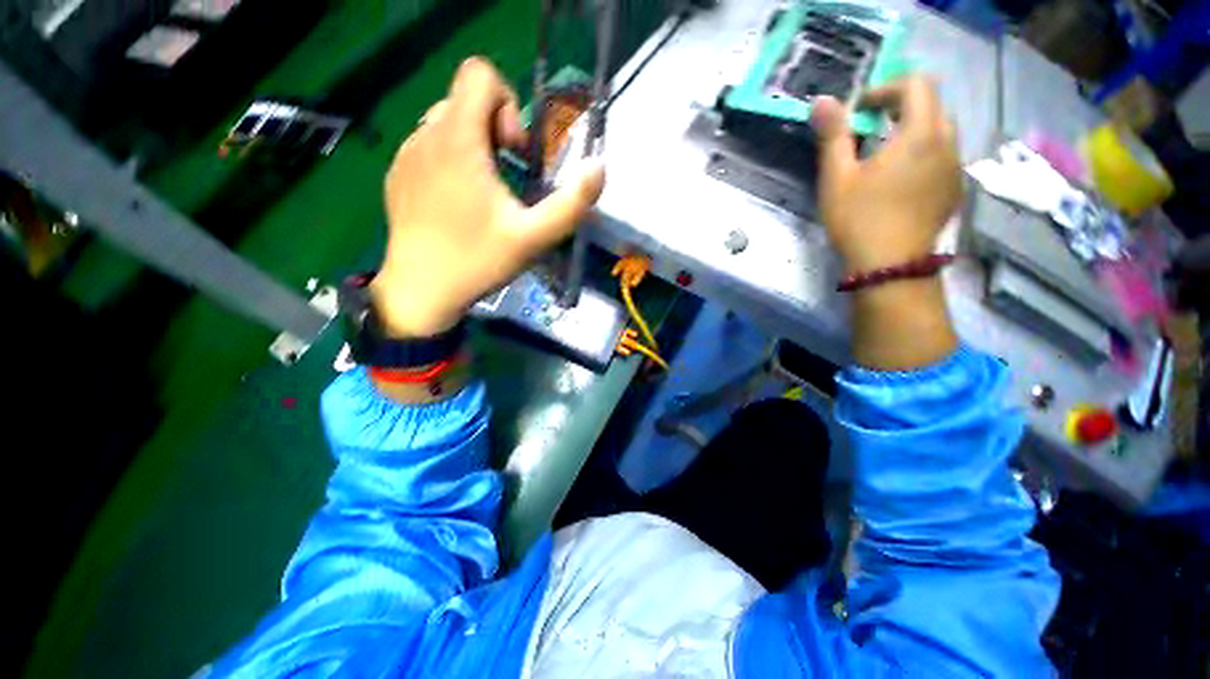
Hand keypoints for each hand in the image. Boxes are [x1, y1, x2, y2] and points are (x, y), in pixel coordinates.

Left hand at [371, 57, 605, 336]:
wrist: (421, 291)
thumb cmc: (478, 261)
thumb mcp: (534, 238)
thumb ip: (572, 204)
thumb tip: (599, 167)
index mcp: (458, 140)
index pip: (479, 73)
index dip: (508, 103)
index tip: (515, 152)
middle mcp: (426, 135)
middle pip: (466, 100)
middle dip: (496, 130)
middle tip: (507, 178)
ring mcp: (406, 154)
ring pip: (447, 124)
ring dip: (475, 148)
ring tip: (486, 193)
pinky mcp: (398, 175)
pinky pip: (429, 148)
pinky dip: (452, 163)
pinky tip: (458, 205)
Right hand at [811, 76, 960, 274]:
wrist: (891, 267)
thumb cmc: (859, 220)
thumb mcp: (837, 178)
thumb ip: (833, 135)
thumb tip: (822, 99)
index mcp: (920, 134)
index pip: (915, 84)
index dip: (885, 89)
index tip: (859, 111)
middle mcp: (947, 143)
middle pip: (931, 105)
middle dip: (899, 107)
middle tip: (868, 130)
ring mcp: (955, 167)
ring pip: (940, 131)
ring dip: (912, 130)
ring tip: (883, 156)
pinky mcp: (955, 189)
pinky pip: (943, 156)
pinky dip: (922, 153)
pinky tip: (900, 180)